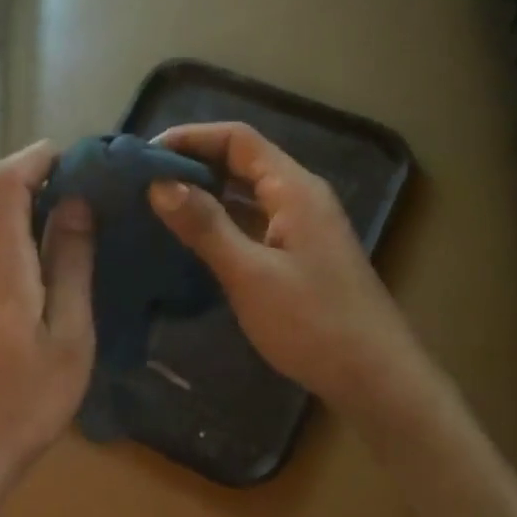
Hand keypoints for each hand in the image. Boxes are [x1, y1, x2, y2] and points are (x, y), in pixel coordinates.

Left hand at [0, 141, 95, 497]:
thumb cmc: (27, 401)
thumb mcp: (68, 336)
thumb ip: (71, 266)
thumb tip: (75, 206)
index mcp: (1, 267)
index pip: (3, 183)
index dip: (34, 157)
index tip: (76, 158)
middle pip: (1, 202)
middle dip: (45, 186)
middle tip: (97, 196)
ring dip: (37, 218)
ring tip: (86, 231)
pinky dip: (24, 246)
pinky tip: (55, 273)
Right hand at [150, 122, 427, 415]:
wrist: (375, 378)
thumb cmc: (313, 323)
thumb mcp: (250, 274)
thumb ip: (205, 226)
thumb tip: (159, 183)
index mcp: (294, 189)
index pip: (238, 139)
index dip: (190, 137)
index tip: (144, 155)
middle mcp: (300, 198)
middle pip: (242, 162)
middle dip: (193, 164)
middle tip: (142, 181)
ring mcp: (301, 228)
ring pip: (246, 194)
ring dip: (205, 193)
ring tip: (156, 205)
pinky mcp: (298, 255)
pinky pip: (252, 222)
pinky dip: (221, 222)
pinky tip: (191, 240)